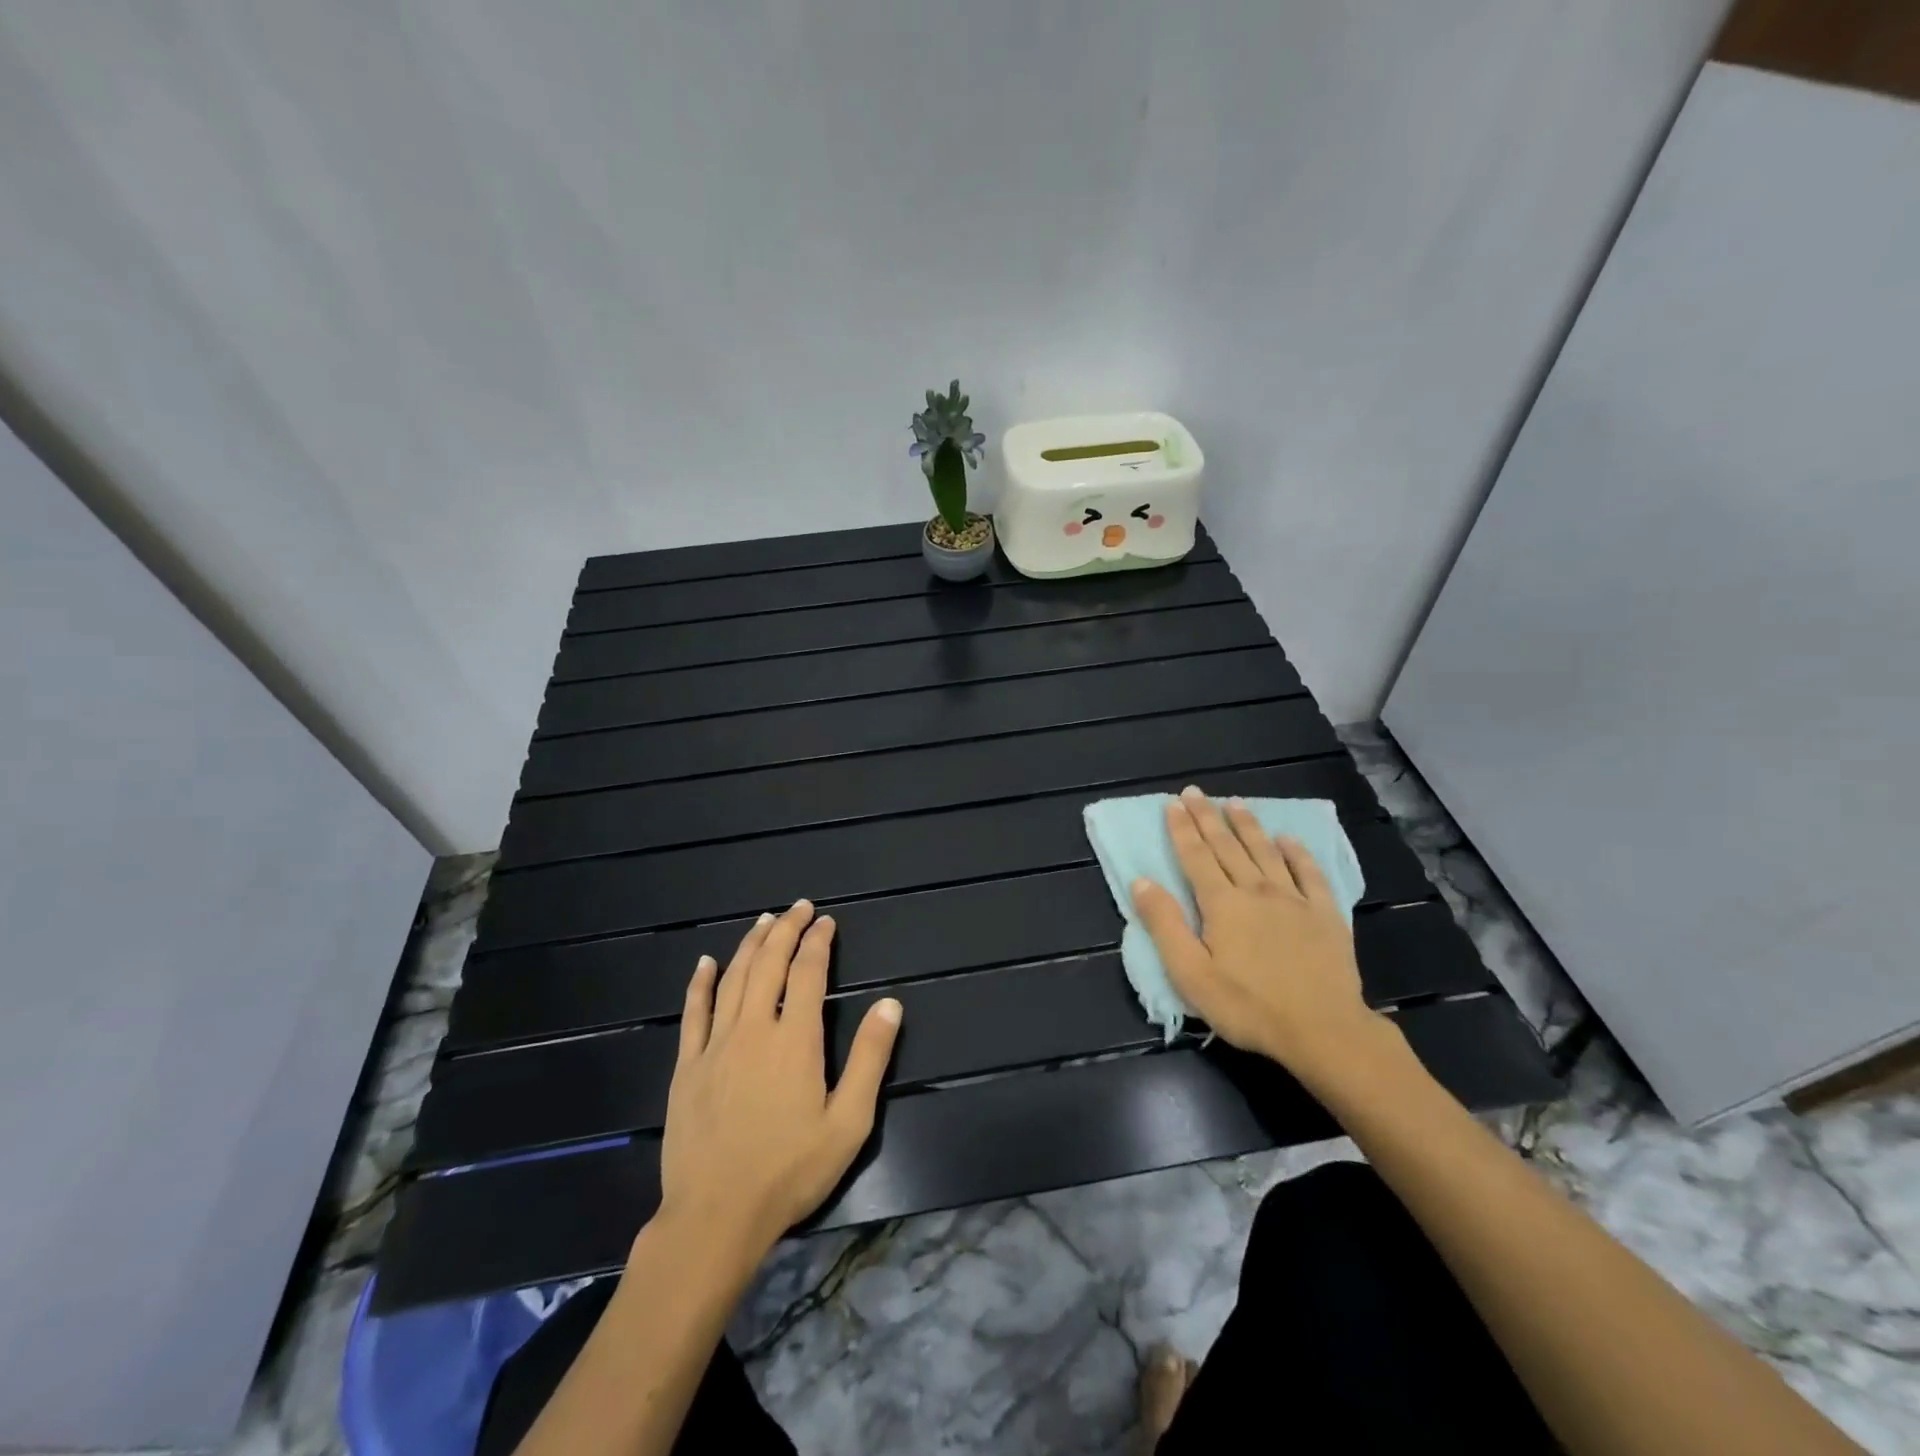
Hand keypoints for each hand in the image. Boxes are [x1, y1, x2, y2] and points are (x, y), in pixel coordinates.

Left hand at [655, 900, 902, 1263]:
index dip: (818, 942)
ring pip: (732, 979)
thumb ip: (870, 1058)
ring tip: (764, 921)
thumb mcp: (848, 1122)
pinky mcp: (687, 1066)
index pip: (808, 973)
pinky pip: (692, 1013)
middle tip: (799, 908)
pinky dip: (699, 983)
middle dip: (786, 930)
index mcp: (795, 1039)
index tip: (826, 921)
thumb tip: (890, 1004)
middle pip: (769, 965)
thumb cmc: (790, 1172)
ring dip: (750, 945)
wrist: (715, 1217)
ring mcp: (715, 1045)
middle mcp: (754, 1029)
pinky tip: (705, 963)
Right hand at [1130, 786, 1396, 1084]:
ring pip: (1265, 852)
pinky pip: (1309, 874)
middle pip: (1227, 846)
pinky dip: (1297, 853)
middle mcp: (1256, 891)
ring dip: (1247, 825)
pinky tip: (1288, 840)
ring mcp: (1294, 900)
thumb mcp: (1191, 974)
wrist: (1323, 1031)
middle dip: (1208, 817)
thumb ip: (1165, 924)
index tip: (1172, 803)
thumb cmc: (1248, 1006)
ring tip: (1235, 802)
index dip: (1182, 829)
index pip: (1196, 856)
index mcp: (1222, 904)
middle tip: (1195, 792)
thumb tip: (1141, 881)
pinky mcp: (1325, 915)